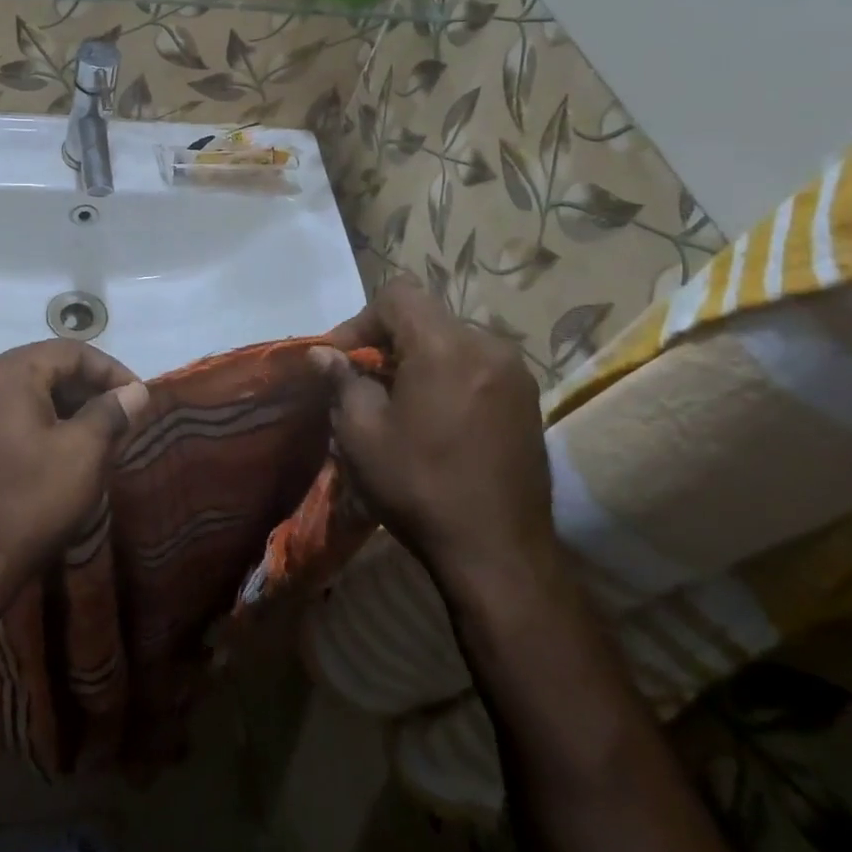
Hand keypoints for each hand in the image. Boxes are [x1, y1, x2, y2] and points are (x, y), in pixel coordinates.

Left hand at [0, 341, 149, 597]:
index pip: (69, 351)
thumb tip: (134, 392)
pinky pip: (3, 411)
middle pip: (43, 366)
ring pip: (23, 390)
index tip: (138, 397)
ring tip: (96, 433)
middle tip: (120, 416)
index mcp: (4, 373)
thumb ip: (112, 412)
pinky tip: (58, 447)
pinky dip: (35, 419)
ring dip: (62, 405)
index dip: (110, 370)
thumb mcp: (83, 454)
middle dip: (86, 388)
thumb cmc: (30, 503)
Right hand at [313, 279, 553, 593]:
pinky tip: (432, 418)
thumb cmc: (420, 487)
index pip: (397, 296)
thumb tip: (324, 354)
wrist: (500, 555)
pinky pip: (475, 366)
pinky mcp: (527, 401)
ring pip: (451, 341)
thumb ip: (342, 380)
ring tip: (394, 400)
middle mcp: (488, 347)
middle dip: (386, 340)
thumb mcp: (361, 433)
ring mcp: (515, 374)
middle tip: (360, 379)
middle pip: (425, 316)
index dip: (360, 320)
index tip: (340, 359)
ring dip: (416, 358)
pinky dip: (445, 375)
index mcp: (446, 346)